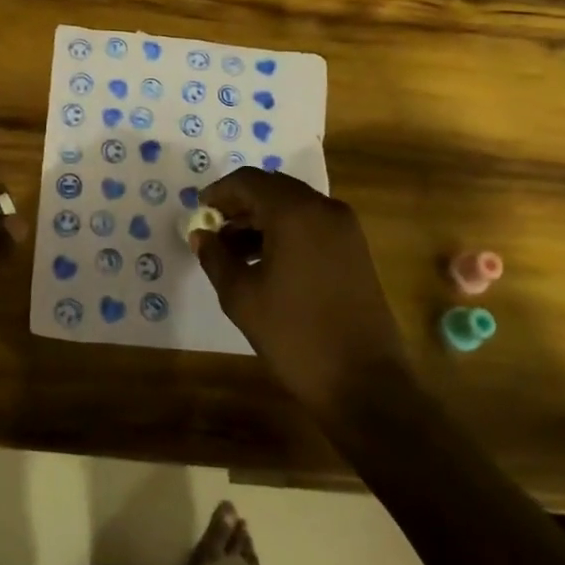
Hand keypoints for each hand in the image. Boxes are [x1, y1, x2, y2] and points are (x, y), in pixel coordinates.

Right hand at [191, 168, 407, 416]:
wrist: (365, 383)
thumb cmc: (295, 336)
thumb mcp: (242, 297)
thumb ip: (216, 258)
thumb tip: (200, 235)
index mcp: (294, 212)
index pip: (248, 181)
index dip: (219, 192)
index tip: (199, 210)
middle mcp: (323, 209)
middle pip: (273, 188)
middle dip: (241, 205)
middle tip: (215, 229)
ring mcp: (345, 228)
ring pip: (294, 206)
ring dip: (262, 219)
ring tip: (234, 251)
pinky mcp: (355, 249)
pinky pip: (312, 224)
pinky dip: (286, 231)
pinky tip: (266, 262)